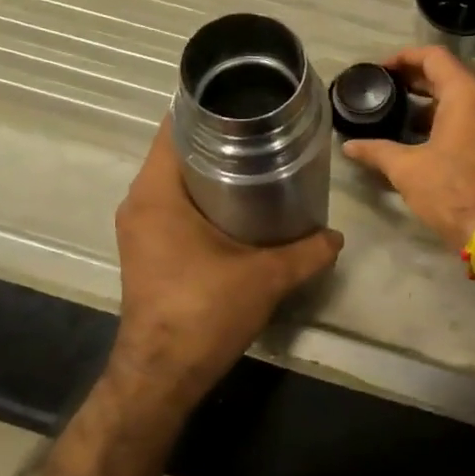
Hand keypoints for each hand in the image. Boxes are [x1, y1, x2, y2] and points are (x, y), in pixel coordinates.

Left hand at [112, 119, 343, 403]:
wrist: (162, 374)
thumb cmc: (204, 313)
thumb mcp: (265, 277)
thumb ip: (306, 252)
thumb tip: (336, 236)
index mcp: (156, 194)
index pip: (174, 127)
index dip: (208, 108)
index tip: (245, 101)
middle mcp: (139, 203)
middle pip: (176, 152)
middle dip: (218, 139)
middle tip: (263, 132)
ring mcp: (138, 228)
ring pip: (174, 181)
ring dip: (209, 171)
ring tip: (257, 163)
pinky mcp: (145, 250)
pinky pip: (171, 207)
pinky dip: (200, 199)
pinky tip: (237, 207)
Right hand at [342, 46, 474, 250]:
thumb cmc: (451, 190)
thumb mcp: (406, 169)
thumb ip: (376, 151)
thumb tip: (349, 146)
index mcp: (466, 95)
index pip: (434, 57)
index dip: (404, 57)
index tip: (381, 69)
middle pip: (449, 76)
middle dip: (416, 80)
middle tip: (386, 90)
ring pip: (463, 99)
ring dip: (433, 102)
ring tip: (402, 116)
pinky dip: (450, 119)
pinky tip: (427, 139)